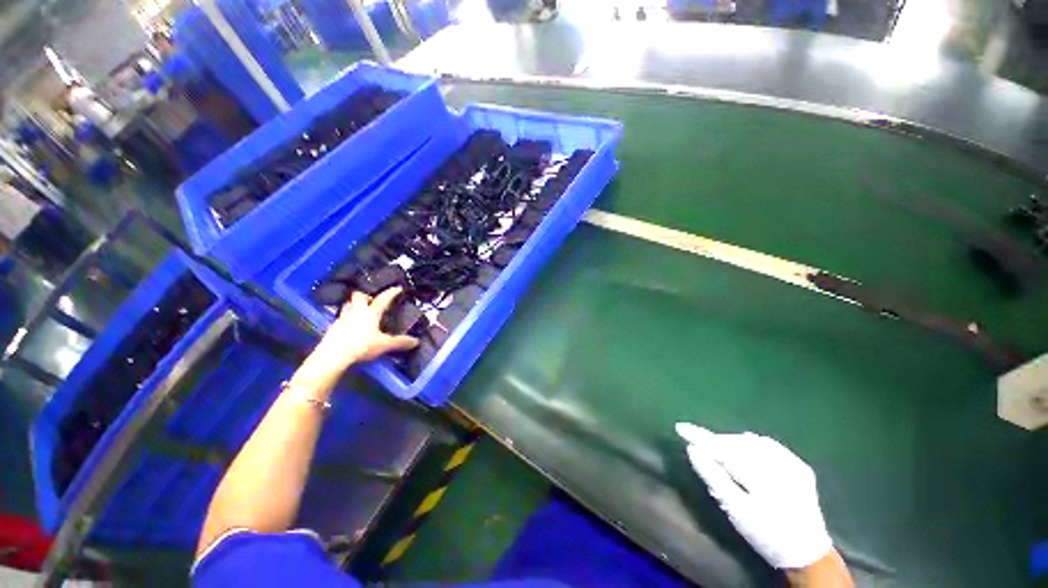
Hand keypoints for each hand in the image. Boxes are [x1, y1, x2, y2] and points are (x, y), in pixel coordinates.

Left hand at [301, 288, 418, 382]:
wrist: (332, 356)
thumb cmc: (361, 346)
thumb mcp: (384, 345)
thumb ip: (400, 342)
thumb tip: (416, 341)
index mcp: (370, 313)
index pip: (383, 299)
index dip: (391, 293)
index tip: (397, 288)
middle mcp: (356, 312)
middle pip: (359, 296)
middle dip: (366, 296)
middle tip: (373, 302)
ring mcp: (342, 319)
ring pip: (348, 305)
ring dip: (355, 305)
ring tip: (361, 312)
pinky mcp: (333, 328)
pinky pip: (341, 317)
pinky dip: (348, 318)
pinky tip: (351, 327)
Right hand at [676, 423, 833, 570]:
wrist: (807, 554)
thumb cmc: (766, 535)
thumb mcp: (736, 510)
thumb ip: (713, 477)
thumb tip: (692, 449)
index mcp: (763, 475)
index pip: (723, 448)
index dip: (700, 436)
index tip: (680, 427)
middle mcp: (781, 463)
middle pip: (737, 443)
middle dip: (716, 441)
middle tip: (697, 442)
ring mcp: (793, 463)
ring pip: (752, 442)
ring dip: (731, 442)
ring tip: (717, 448)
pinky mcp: (800, 466)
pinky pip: (769, 446)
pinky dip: (750, 445)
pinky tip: (743, 448)